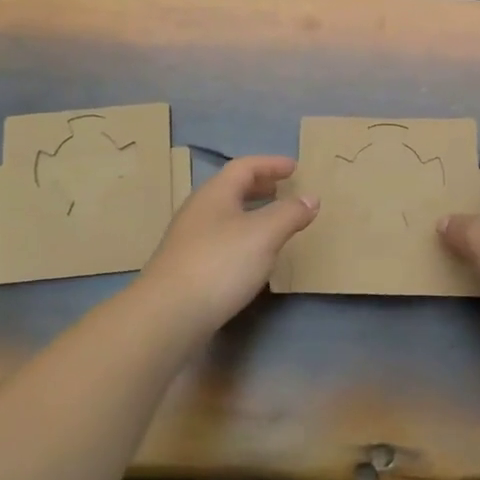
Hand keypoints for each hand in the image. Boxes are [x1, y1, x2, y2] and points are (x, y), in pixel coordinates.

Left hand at [136, 155, 318, 333]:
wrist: (169, 314)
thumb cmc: (220, 264)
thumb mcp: (264, 234)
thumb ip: (289, 213)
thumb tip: (311, 198)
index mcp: (215, 194)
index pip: (244, 167)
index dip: (271, 164)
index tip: (295, 168)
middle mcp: (198, 211)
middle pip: (231, 189)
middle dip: (260, 186)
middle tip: (283, 190)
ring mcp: (189, 240)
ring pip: (225, 216)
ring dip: (251, 212)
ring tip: (274, 223)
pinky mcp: (187, 267)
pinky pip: (221, 240)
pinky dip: (242, 237)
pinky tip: (252, 257)